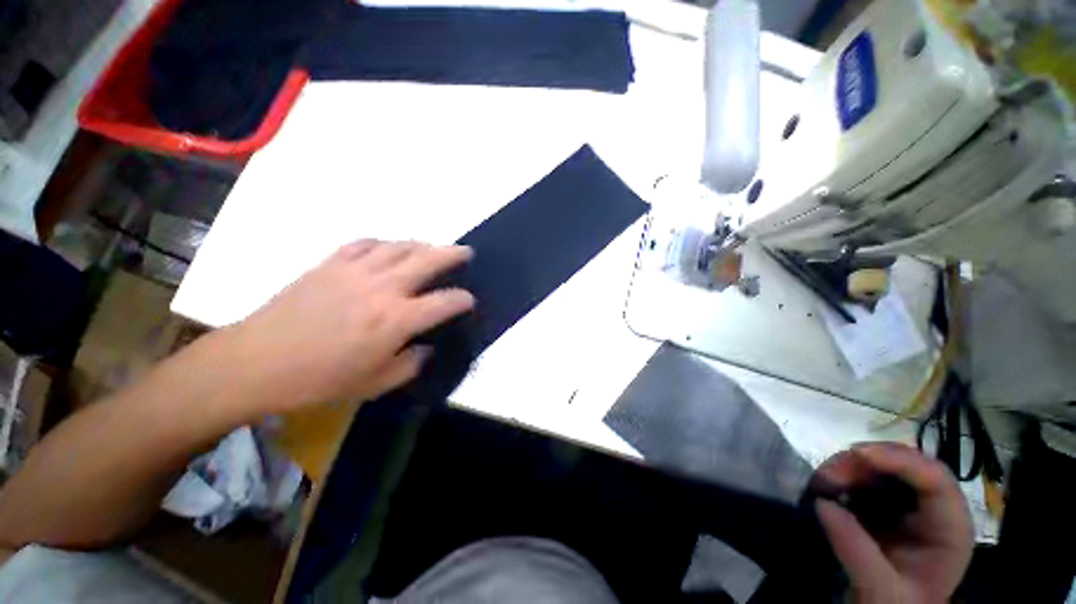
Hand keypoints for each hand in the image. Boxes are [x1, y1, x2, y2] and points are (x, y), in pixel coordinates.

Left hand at [225, 240, 474, 416]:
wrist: (256, 363)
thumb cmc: (320, 379)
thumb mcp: (376, 384)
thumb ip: (411, 364)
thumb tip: (425, 347)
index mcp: (397, 319)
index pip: (445, 302)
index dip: (463, 299)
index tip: (469, 301)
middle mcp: (383, 288)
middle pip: (428, 260)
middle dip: (453, 254)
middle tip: (466, 252)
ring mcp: (355, 271)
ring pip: (399, 246)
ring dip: (423, 245)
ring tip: (433, 248)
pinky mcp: (330, 264)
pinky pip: (365, 243)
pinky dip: (384, 243)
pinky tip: (389, 248)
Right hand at [815, 442, 973, 603]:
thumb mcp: (881, 590)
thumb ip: (856, 550)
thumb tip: (823, 503)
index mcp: (949, 529)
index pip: (936, 480)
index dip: (900, 460)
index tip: (857, 454)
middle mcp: (933, 510)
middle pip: (906, 466)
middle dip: (865, 461)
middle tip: (829, 472)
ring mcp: (908, 505)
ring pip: (882, 467)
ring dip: (849, 466)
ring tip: (822, 481)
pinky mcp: (885, 505)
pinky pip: (866, 478)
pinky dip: (844, 475)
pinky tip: (827, 485)